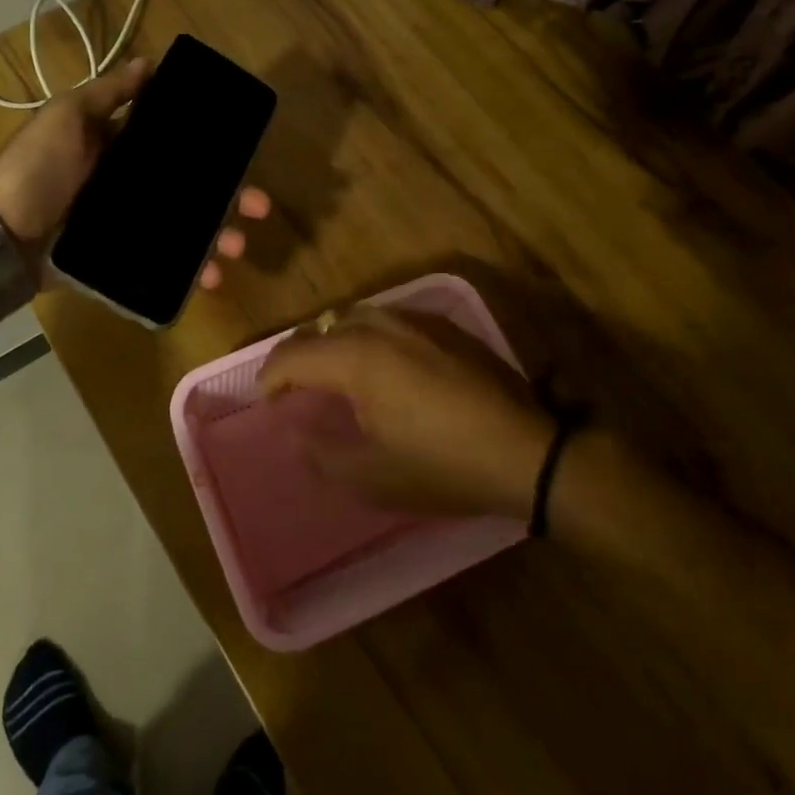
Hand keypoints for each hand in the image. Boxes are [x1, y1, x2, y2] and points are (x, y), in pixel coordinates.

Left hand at [0, 58, 271, 286]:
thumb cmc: (36, 169)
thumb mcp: (66, 117)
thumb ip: (107, 93)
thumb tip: (149, 61)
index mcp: (119, 148)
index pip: (176, 145)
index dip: (211, 148)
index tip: (244, 154)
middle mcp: (128, 184)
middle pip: (189, 189)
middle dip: (228, 198)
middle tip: (258, 208)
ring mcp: (126, 224)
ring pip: (183, 229)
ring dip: (216, 237)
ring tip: (235, 250)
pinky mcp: (120, 260)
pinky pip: (163, 264)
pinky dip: (189, 272)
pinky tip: (210, 278)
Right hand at [259, 307, 556, 518]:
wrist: (528, 453)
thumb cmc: (445, 466)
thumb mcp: (374, 477)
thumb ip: (322, 454)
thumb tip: (293, 433)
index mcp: (357, 358)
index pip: (295, 355)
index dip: (272, 377)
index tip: (266, 401)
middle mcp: (382, 327)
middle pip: (323, 328)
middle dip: (300, 355)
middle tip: (293, 387)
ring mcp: (417, 321)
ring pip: (356, 316)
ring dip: (334, 340)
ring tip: (333, 372)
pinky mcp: (446, 328)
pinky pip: (389, 320)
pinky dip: (368, 336)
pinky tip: (381, 365)